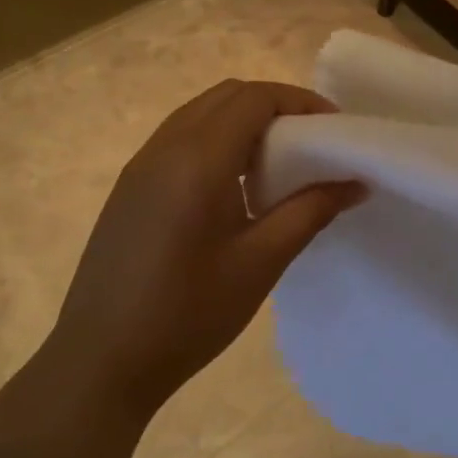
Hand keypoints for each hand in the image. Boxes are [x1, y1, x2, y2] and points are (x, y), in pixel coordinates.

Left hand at [39, 80, 365, 424]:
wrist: (101, 361)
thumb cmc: (188, 314)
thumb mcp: (260, 263)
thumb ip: (310, 211)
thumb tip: (356, 181)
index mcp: (197, 159)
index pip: (255, 98)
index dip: (301, 101)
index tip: (335, 130)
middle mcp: (164, 147)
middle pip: (227, 95)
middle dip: (276, 105)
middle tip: (313, 142)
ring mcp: (140, 165)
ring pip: (201, 113)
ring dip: (245, 121)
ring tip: (279, 163)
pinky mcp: (130, 187)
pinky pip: (181, 139)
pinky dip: (218, 140)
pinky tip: (235, 187)